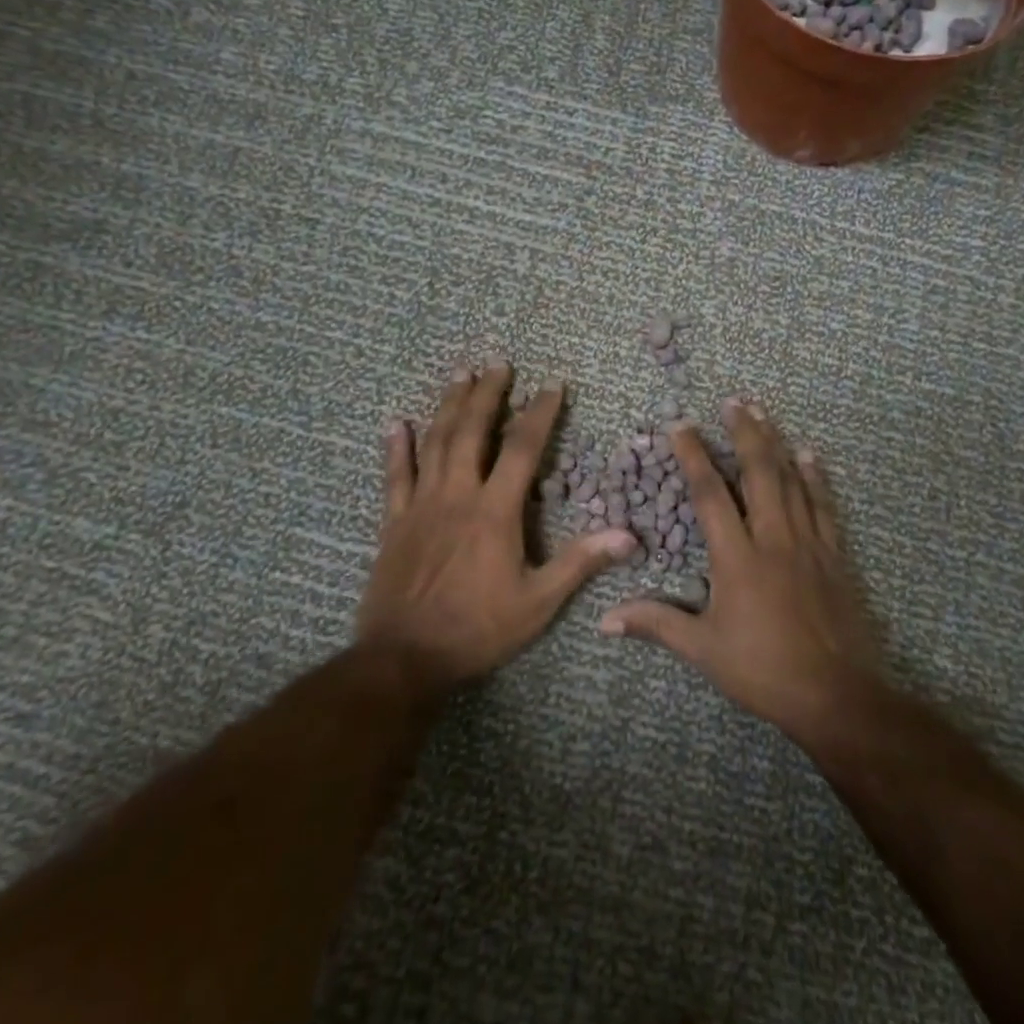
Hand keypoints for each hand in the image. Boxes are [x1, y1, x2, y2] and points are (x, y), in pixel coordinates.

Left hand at [357, 361, 637, 694]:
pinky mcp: (394, 522)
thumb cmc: (477, 629)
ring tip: (460, 375)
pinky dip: (397, 448)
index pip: (522, 449)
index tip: (552, 386)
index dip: (539, 413)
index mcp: (495, 511)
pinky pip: (395, 476)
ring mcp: (421, 505)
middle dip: (487, 394)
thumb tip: (629, 535)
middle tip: (498, 364)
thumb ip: (580, 563)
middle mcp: (457, 495)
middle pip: (472, 431)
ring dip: (448, 406)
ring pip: (435, 443)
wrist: (404, 658)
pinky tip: (397, 423)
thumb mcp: (538, 602)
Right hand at [599, 400, 882, 741]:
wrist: (837, 694)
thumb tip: (604, 620)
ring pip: (792, 481)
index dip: (693, 457)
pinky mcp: (834, 555)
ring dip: (776, 443)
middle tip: (734, 401)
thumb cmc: (763, 670)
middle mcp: (773, 539)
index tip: (681, 425)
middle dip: (744, 433)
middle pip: (758, 473)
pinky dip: (815, 477)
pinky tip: (809, 455)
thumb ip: (656, 624)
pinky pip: (823, 505)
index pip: (710, 495)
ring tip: (764, 413)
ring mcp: (808, 543)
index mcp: (737, 559)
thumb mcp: (703, 650)